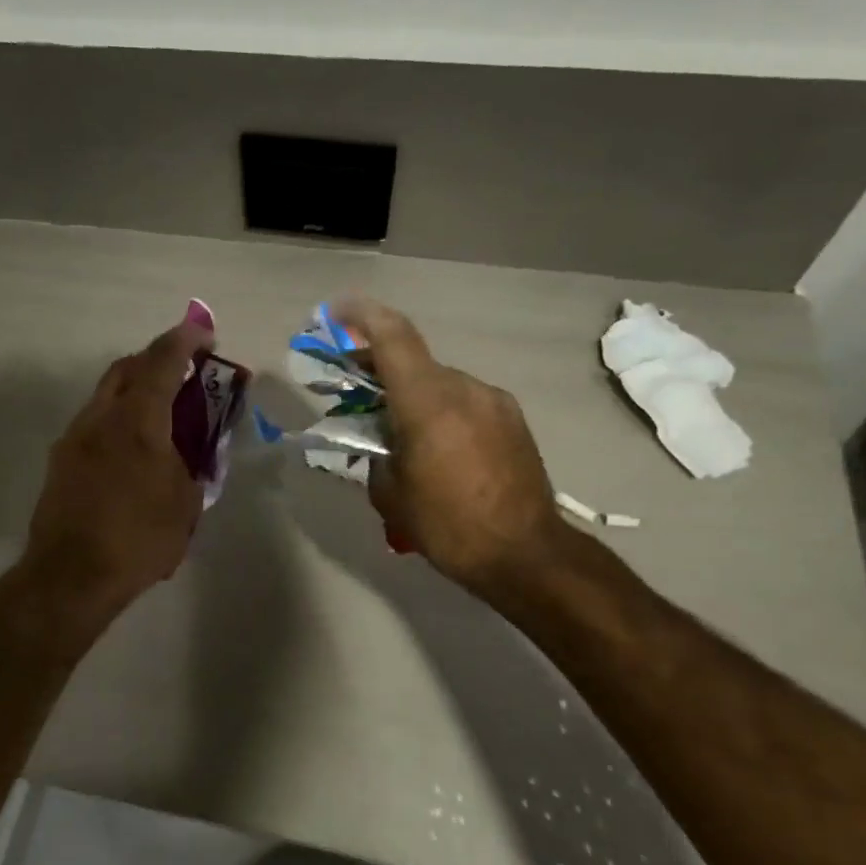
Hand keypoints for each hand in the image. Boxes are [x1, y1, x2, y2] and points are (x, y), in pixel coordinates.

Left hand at [21, 312, 214, 611]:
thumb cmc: (138, 538)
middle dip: (156, 360)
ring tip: (160, 414)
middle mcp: (101, 417)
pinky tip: (131, 449)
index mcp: (138, 420)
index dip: (185, 340)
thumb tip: (191, 454)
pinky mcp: (60, 460)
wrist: (70, 576)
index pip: (162, 361)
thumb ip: (193, 465)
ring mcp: (75, 437)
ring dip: (134, 390)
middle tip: (182, 372)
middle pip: (127, 368)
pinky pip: (94, 422)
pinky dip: (117, 418)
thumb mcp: (186, 503)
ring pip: (106, 394)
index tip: (203, 331)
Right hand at [337, 299, 580, 600]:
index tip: (338, 311)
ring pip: (441, 384)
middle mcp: (464, 388)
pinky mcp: (513, 419)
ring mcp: (494, 401)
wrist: (527, 554)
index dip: (363, 316)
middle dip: (381, 371)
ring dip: (414, 396)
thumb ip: (376, 452)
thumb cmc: (449, 525)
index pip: (394, 337)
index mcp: (428, 401)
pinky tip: (439, 447)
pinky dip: (442, 411)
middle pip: (414, 363)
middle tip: (355, 391)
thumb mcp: (391, 493)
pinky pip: (466, 402)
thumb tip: (379, 439)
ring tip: (400, 432)